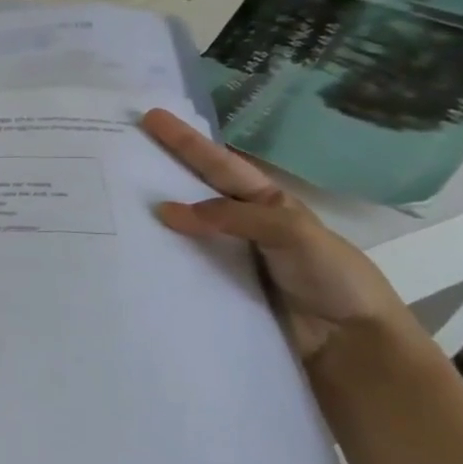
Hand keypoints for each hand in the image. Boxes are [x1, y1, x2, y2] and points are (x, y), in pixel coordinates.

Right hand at [139, 108, 409, 358]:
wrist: (350, 345)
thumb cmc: (332, 278)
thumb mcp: (292, 233)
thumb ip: (235, 217)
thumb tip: (167, 210)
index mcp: (266, 203)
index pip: (219, 165)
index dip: (186, 141)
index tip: (152, 118)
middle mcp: (243, 225)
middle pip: (194, 191)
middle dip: (161, 169)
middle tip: (121, 150)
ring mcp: (227, 257)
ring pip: (182, 229)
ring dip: (151, 216)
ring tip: (111, 200)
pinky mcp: (217, 289)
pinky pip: (182, 266)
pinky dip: (158, 256)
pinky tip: (130, 251)